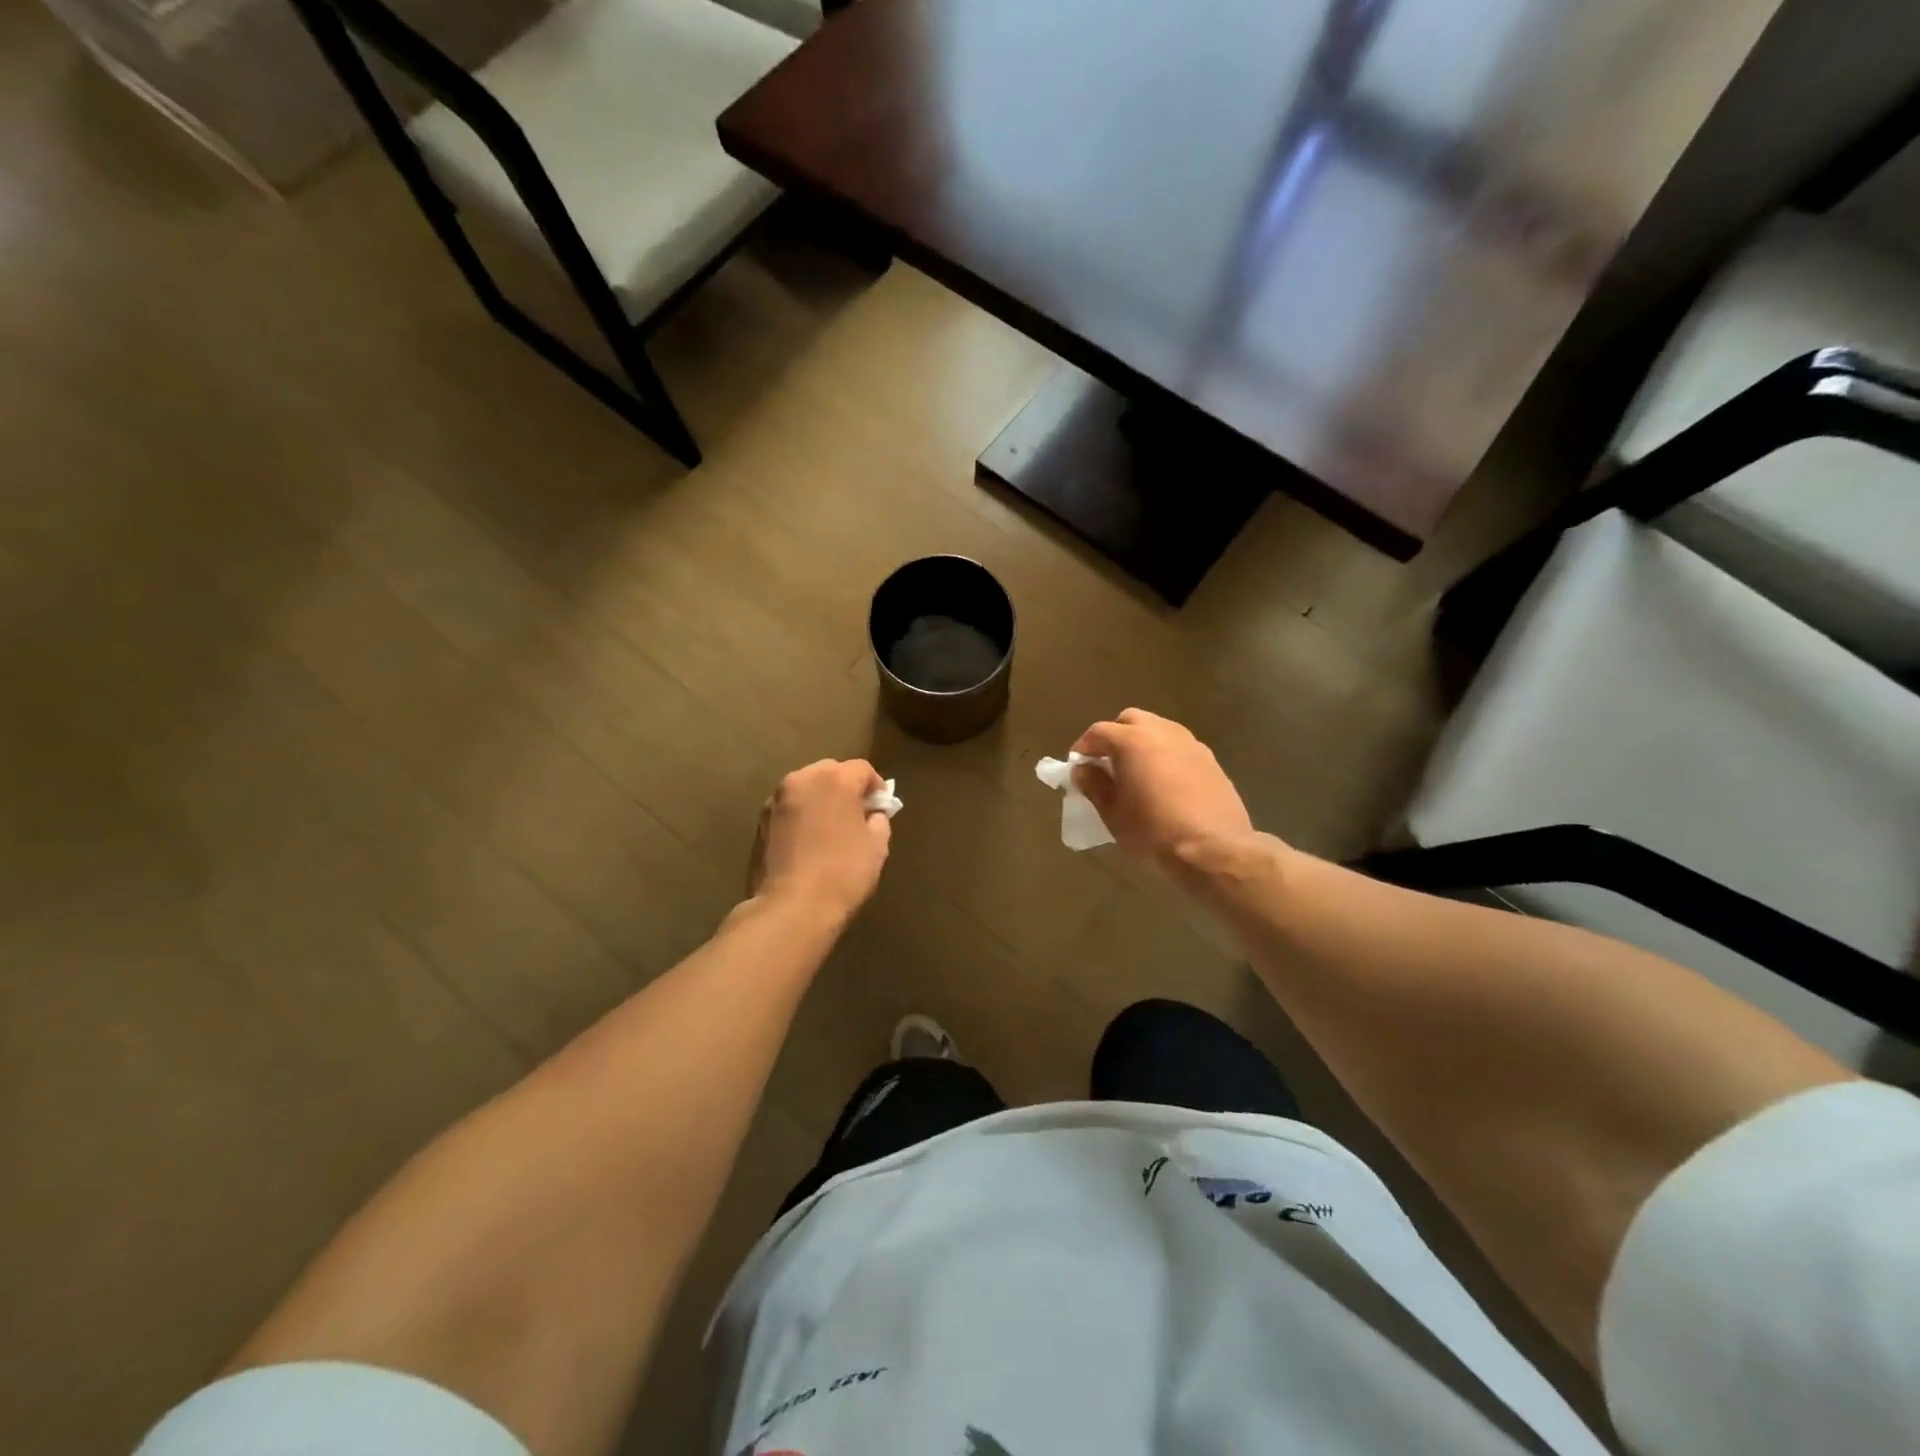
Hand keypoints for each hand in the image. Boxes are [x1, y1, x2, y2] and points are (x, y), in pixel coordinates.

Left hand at [750, 759, 892, 919]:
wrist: (793, 907)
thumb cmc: (843, 872)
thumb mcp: (877, 846)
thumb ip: (878, 820)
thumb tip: (872, 815)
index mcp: (835, 779)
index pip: (862, 769)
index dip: (876, 787)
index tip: (881, 808)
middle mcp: (802, 779)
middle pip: (830, 771)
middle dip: (845, 787)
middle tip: (856, 814)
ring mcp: (776, 799)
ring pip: (805, 788)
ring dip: (820, 799)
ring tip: (830, 827)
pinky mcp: (760, 821)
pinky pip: (789, 808)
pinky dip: (801, 815)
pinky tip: (808, 840)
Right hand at [1071, 709, 1256, 875]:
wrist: (1214, 849)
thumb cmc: (1153, 832)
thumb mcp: (1113, 814)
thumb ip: (1094, 785)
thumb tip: (1083, 769)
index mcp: (1133, 741)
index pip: (1098, 731)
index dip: (1084, 747)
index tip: (1078, 767)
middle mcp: (1162, 732)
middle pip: (1131, 720)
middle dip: (1115, 736)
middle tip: (1108, 764)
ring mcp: (1190, 743)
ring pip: (1158, 730)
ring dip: (1143, 743)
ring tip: (1137, 773)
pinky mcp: (1211, 760)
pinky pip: (1179, 747)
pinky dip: (1165, 755)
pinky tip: (1165, 783)